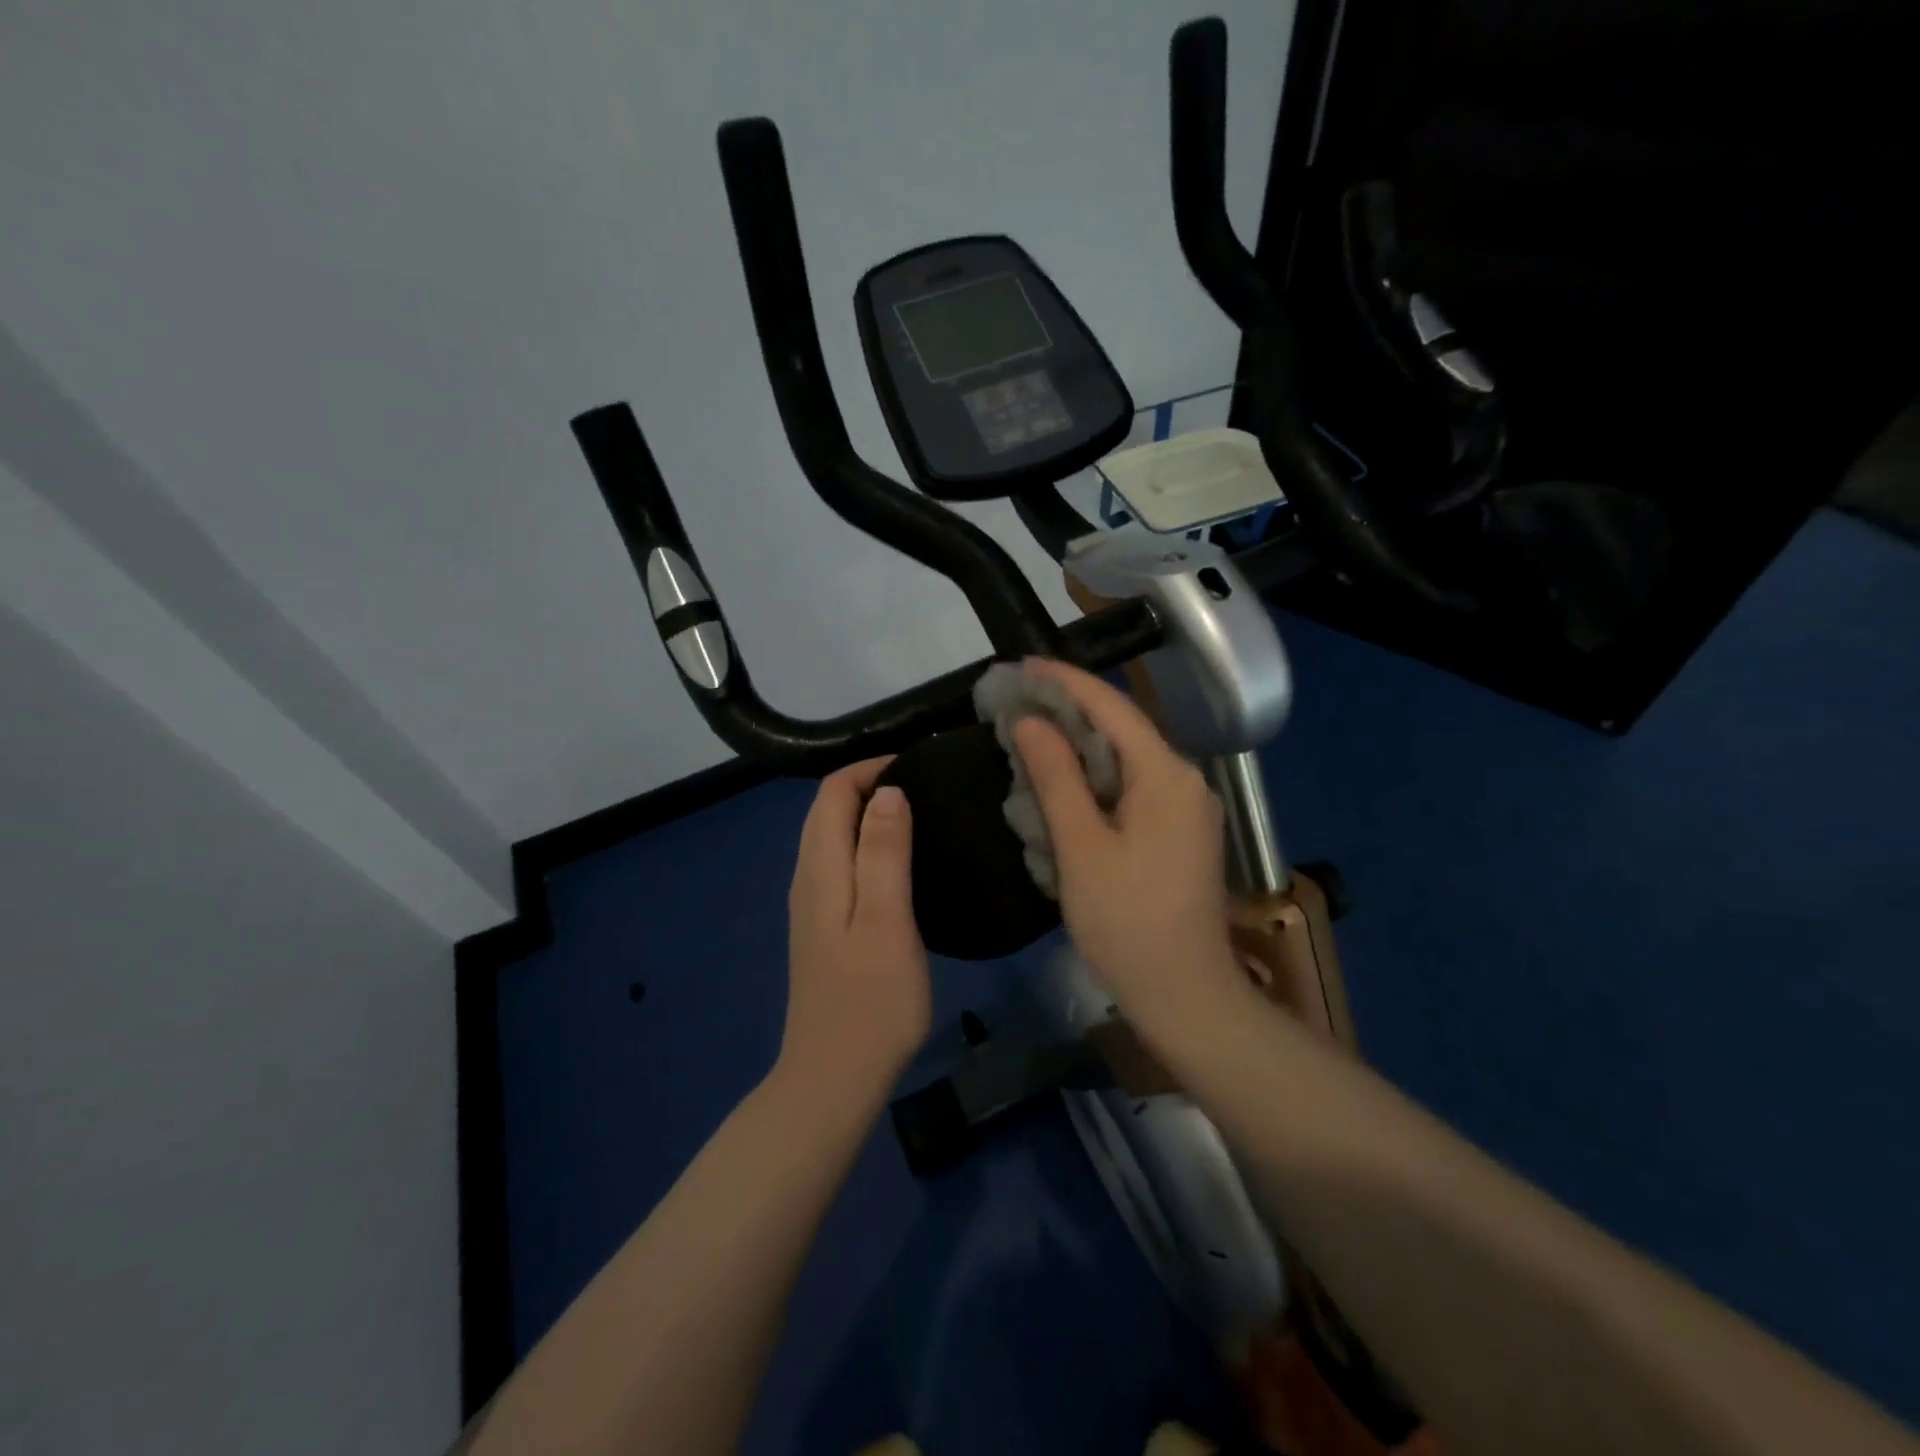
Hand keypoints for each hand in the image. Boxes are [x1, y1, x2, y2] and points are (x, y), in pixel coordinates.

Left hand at [777, 758, 932, 1107]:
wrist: (834, 1079)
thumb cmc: (871, 1002)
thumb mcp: (886, 920)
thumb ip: (883, 852)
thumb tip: (887, 791)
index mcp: (820, 869)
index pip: (833, 791)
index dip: (871, 768)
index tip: (920, 767)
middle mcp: (808, 878)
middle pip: (828, 810)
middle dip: (870, 784)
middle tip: (928, 787)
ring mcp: (813, 905)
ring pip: (833, 836)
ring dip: (869, 814)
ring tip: (921, 816)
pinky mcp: (824, 928)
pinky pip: (840, 864)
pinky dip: (867, 844)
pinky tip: (902, 863)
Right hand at [1012, 659, 1248, 1037]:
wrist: (1185, 995)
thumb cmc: (1127, 922)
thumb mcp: (1082, 847)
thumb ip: (1056, 777)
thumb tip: (1031, 721)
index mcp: (1166, 775)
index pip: (1112, 707)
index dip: (1065, 681)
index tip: (1022, 666)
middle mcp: (1185, 779)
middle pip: (1122, 728)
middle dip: (1069, 710)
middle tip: (1015, 701)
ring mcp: (1187, 807)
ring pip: (1126, 758)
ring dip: (1079, 744)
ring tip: (1029, 733)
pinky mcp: (1180, 832)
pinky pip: (1133, 787)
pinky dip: (1095, 777)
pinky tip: (1062, 782)